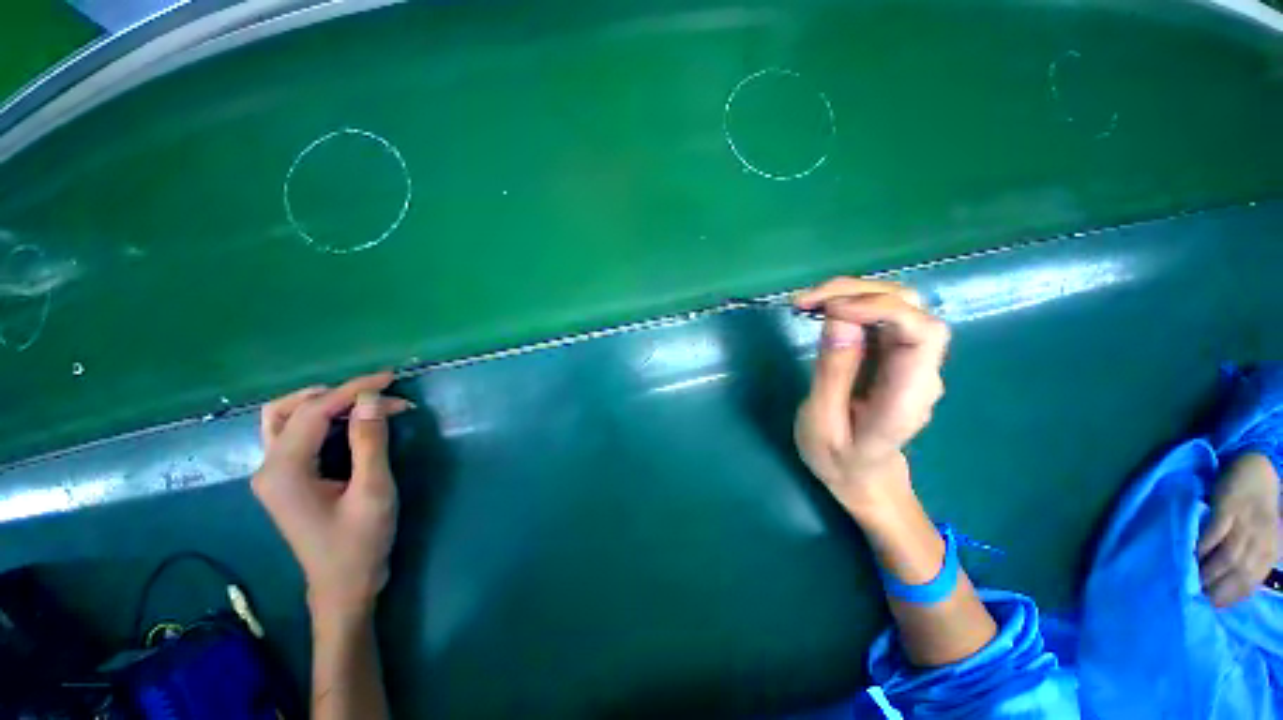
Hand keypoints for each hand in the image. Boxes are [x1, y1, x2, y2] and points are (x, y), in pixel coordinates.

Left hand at [252, 372, 412, 618]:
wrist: (344, 585)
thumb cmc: (360, 542)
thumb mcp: (374, 491)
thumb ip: (370, 442)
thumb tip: (371, 398)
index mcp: (284, 471)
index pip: (314, 412)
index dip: (353, 389)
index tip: (391, 379)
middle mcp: (268, 466)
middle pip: (290, 409)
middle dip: (338, 394)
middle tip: (380, 395)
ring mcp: (273, 474)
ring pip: (285, 418)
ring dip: (324, 404)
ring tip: (365, 404)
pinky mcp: (285, 479)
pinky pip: (295, 434)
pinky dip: (323, 420)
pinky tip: (352, 423)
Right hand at [793, 278, 949, 516]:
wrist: (862, 477)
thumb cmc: (838, 459)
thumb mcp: (821, 421)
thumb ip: (832, 373)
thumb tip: (839, 318)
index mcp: (907, 397)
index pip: (922, 333)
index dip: (880, 308)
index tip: (829, 310)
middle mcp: (921, 371)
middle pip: (911, 308)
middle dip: (858, 292)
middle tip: (806, 301)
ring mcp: (911, 361)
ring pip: (897, 304)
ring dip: (851, 293)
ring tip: (807, 302)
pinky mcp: (895, 355)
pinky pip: (880, 316)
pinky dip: (849, 304)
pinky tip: (821, 310)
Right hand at [1198, 453, 1280, 607]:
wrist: (1257, 470)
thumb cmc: (1258, 509)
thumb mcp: (1263, 534)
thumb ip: (1252, 557)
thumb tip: (1232, 588)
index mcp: (1270, 551)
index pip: (1250, 583)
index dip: (1231, 597)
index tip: (1210, 607)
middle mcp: (1260, 541)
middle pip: (1238, 572)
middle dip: (1217, 588)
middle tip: (1196, 598)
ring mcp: (1244, 523)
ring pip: (1227, 557)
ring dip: (1207, 572)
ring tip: (1189, 580)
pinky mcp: (1227, 509)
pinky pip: (1214, 534)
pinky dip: (1202, 547)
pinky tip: (1190, 554)